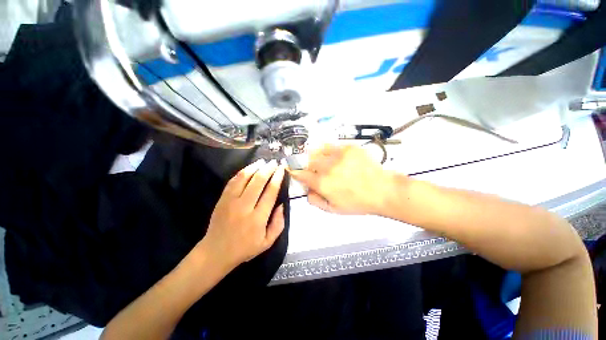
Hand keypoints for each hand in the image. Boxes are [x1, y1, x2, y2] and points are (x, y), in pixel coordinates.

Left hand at [199, 159, 285, 268]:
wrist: (216, 252)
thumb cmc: (245, 248)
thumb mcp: (267, 242)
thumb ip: (278, 224)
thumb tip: (281, 204)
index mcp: (258, 218)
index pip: (270, 192)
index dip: (277, 178)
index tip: (281, 169)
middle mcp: (244, 207)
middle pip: (258, 182)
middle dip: (268, 169)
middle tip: (274, 162)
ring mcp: (231, 202)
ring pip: (244, 178)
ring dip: (254, 167)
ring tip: (262, 161)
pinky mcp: (222, 199)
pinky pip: (232, 181)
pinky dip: (242, 172)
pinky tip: (249, 168)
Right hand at [290, 144, 395, 214]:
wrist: (382, 190)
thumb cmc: (358, 202)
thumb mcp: (333, 209)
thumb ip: (315, 200)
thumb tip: (307, 190)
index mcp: (322, 183)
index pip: (300, 173)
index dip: (294, 172)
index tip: (293, 171)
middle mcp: (327, 167)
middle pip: (307, 160)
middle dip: (306, 164)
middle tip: (312, 169)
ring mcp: (338, 155)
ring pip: (317, 150)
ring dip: (316, 156)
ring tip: (323, 161)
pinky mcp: (349, 147)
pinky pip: (331, 145)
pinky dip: (329, 151)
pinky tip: (335, 157)